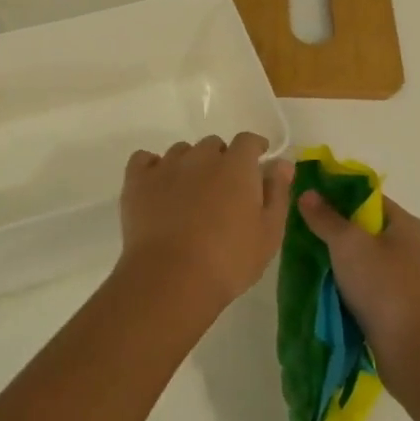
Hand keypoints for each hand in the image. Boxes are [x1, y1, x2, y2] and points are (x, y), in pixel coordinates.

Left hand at [117, 134, 293, 318]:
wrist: (171, 279)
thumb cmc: (229, 260)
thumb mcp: (268, 233)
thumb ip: (277, 193)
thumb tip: (281, 163)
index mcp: (236, 166)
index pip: (247, 141)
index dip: (254, 148)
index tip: (257, 160)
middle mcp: (200, 157)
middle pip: (213, 145)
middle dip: (220, 160)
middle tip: (222, 190)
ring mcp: (166, 166)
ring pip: (181, 152)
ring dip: (189, 165)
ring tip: (189, 193)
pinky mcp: (137, 181)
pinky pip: (144, 159)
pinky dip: (153, 167)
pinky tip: (158, 187)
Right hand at [298, 192, 419, 383]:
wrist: (416, 355)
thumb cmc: (385, 289)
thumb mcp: (348, 245)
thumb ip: (326, 217)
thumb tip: (307, 192)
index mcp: (409, 225)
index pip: (369, 199)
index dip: (338, 197)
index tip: (309, 203)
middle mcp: (416, 248)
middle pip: (368, 229)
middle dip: (337, 231)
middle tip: (305, 234)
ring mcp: (413, 279)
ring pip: (369, 259)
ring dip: (343, 262)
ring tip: (312, 262)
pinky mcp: (406, 306)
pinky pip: (373, 285)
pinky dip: (353, 285)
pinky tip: (330, 290)